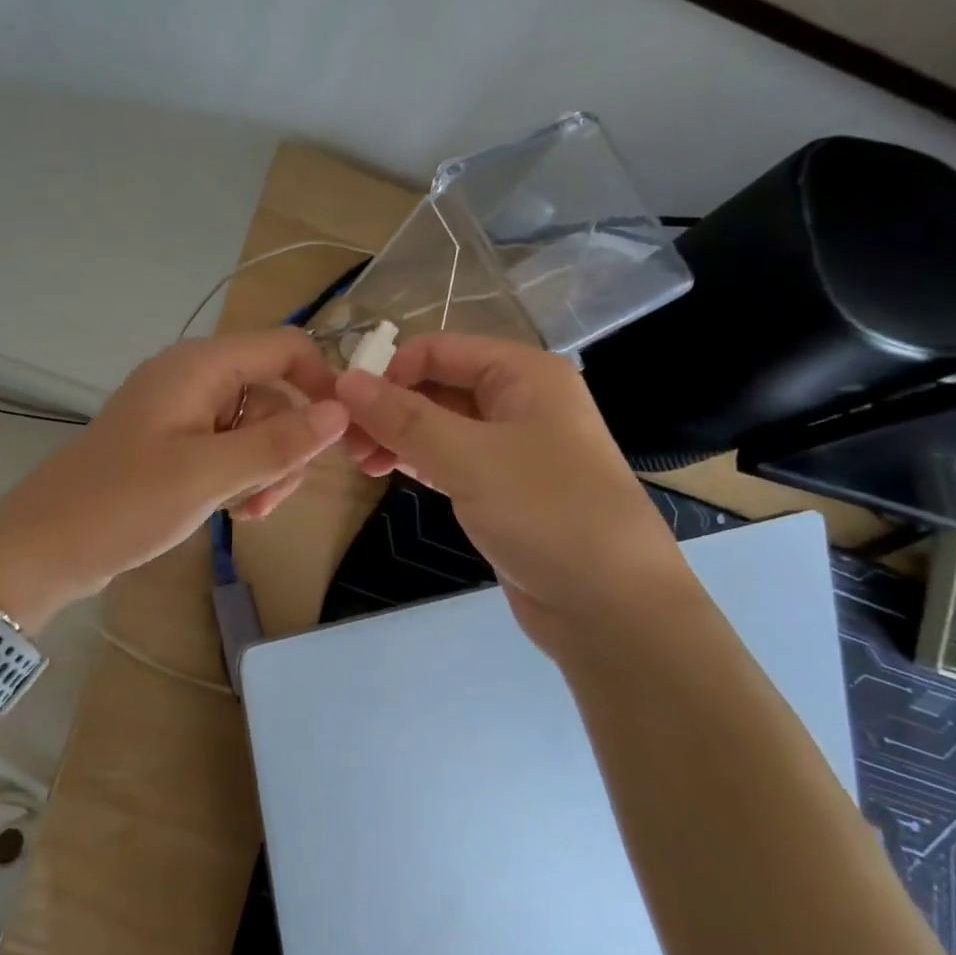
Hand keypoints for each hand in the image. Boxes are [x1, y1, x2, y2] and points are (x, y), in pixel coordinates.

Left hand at [0, 330, 348, 626]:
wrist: (45, 546)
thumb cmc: (124, 502)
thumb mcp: (208, 474)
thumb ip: (278, 442)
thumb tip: (341, 411)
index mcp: (200, 366)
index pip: (285, 349)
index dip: (322, 385)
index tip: (343, 438)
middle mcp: (194, 379)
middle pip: (273, 396)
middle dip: (285, 447)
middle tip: (269, 498)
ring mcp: (182, 414)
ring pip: (254, 429)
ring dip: (263, 470)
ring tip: (245, 513)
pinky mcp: (173, 446)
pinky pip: (228, 451)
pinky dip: (239, 478)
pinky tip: (231, 513)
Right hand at [336, 333, 685, 641]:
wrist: (610, 605)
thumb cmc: (547, 513)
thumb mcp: (469, 458)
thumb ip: (404, 418)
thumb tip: (345, 380)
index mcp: (523, 374)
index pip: (439, 350)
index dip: (389, 371)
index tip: (346, 408)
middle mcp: (518, 401)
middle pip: (436, 386)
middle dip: (388, 407)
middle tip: (345, 443)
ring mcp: (510, 447)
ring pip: (438, 425)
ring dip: (396, 436)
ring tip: (358, 463)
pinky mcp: (500, 487)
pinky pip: (448, 459)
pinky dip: (415, 461)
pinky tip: (384, 472)